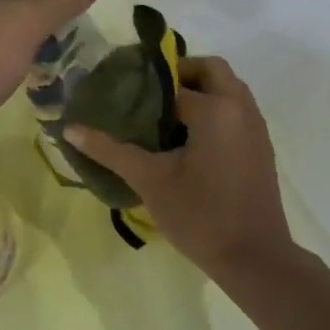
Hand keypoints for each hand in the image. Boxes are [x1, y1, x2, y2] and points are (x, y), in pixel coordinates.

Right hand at [65, 56, 291, 276]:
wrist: (254, 259)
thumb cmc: (200, 214)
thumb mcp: (149, 180)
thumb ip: (110, 150)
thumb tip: (69, 128)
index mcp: (216, 108)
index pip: (175, 78)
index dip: (147, 83)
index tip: (123, 91)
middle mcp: (240, 108)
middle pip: (211, 70)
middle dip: (181, 74)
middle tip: (148, 96)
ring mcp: (255, 127)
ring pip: (227, 89)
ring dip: (200, 91)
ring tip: (163, 116)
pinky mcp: (260, 147)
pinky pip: (236, 111)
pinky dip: (215, 110)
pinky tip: (187, 140)